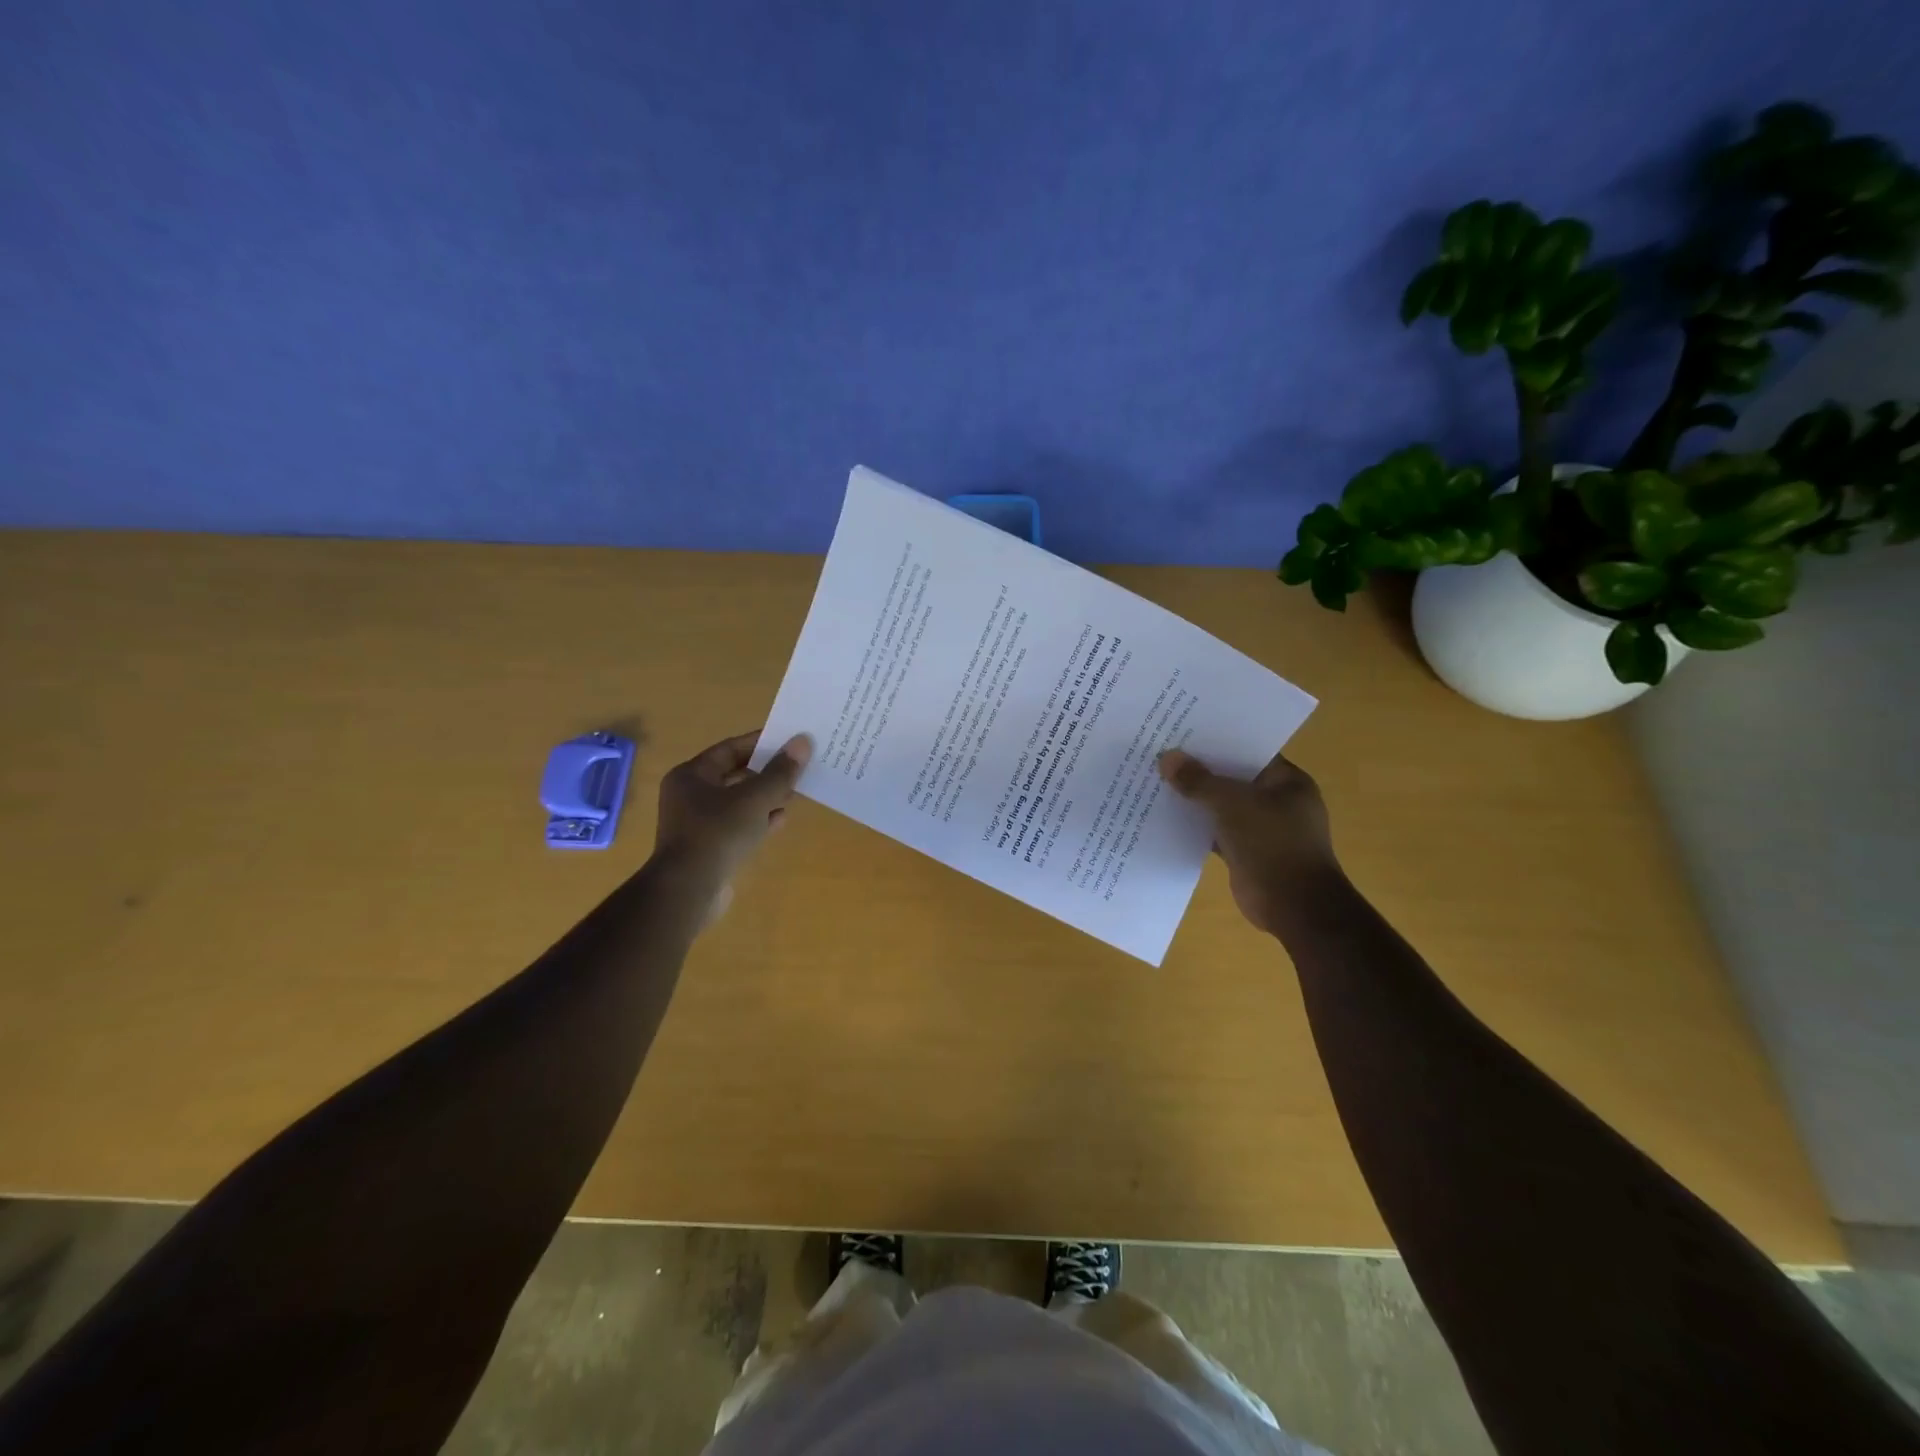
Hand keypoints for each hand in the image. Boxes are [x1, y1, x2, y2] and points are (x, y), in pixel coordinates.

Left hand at [654, 731, 810, 883]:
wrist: (688, 891)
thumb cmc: (717, 833)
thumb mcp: (755, 798)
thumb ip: (780, 771)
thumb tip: (803, 742)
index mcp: (692, 775)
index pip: (731, 749)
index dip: (761, 743)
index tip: (790, 740)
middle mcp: (690, 795)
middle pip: (735, 775)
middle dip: (767, 772)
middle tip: (798, 767)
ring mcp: (698, 823)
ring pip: (739, 802)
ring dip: (766, 797)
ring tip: (795, 793)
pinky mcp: (709, 847)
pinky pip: (738, 825)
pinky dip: (759, 820)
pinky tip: (781, 820)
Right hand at [1158, 748, 1338, 935]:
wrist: (1294, 906)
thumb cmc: (1272, 844)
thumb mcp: (1232, 805)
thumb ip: (1199, 781)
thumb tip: (1167, 758)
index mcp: (1287, 781)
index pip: (1249, 751)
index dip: (1218, 741)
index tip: (1183, 731)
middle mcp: (1278, 801)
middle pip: (1233, 778)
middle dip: (1201, 769)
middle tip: (1163, 753)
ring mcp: (1263, 829)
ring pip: (1223, 806)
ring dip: (1196, 799)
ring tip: (1158, 780)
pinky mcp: (1247, 852)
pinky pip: (1217, 831)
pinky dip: (1197, 826)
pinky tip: (1166, 817)